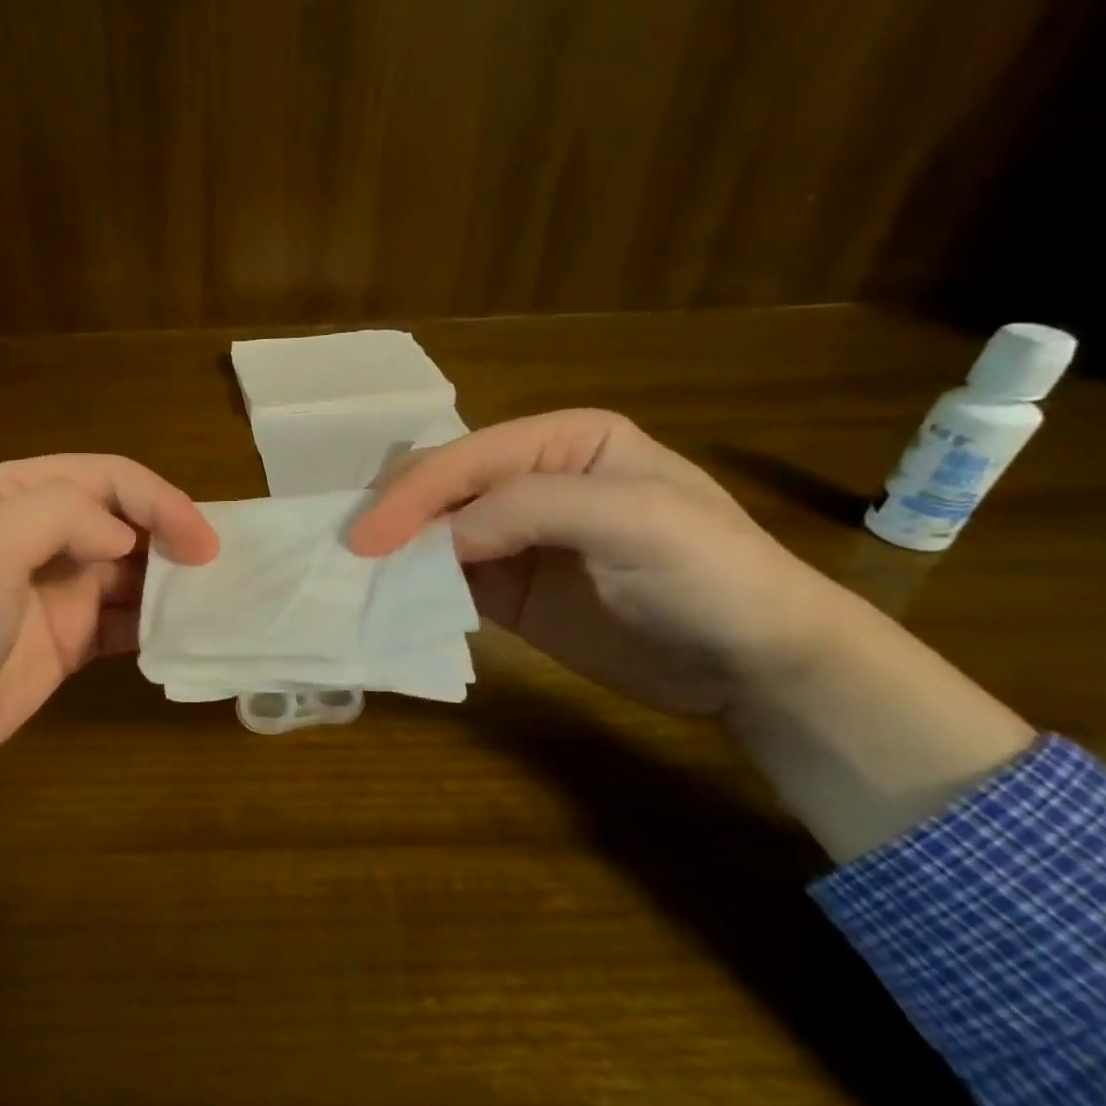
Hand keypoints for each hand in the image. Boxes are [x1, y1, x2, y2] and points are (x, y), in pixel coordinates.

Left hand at [0, 455, 217, 902]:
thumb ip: (61, 515)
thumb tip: (123, 537)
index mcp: (12, 496)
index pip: (105, 478)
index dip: (159, 500)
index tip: (202, 543)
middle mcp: (35, 536)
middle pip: (122, 521)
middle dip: (171, 537)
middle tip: (219, 572)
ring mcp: (49, 594)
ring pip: (127, 573)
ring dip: (168, 582)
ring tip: (213, 603)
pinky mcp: (61, 645)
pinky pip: (119, 624)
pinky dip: (152, 625)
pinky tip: (178, 637)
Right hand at [350, 410, 1033, 860]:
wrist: (756, 663)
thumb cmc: (711, 574)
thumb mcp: (635, 519)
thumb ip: (530, 508)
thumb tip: (439, 538)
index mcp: (562, 442)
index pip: (468, 458)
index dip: (413, 493)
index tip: (366, 538)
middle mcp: (530, 481)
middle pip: (441, 488)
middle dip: (395, 515)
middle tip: (350, 553)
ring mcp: (514, 539)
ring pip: (434, 534)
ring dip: (396, 553)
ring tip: (354, 575)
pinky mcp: (506, 591)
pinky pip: (446, 581)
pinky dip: (414, 588)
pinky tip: (389, 600)